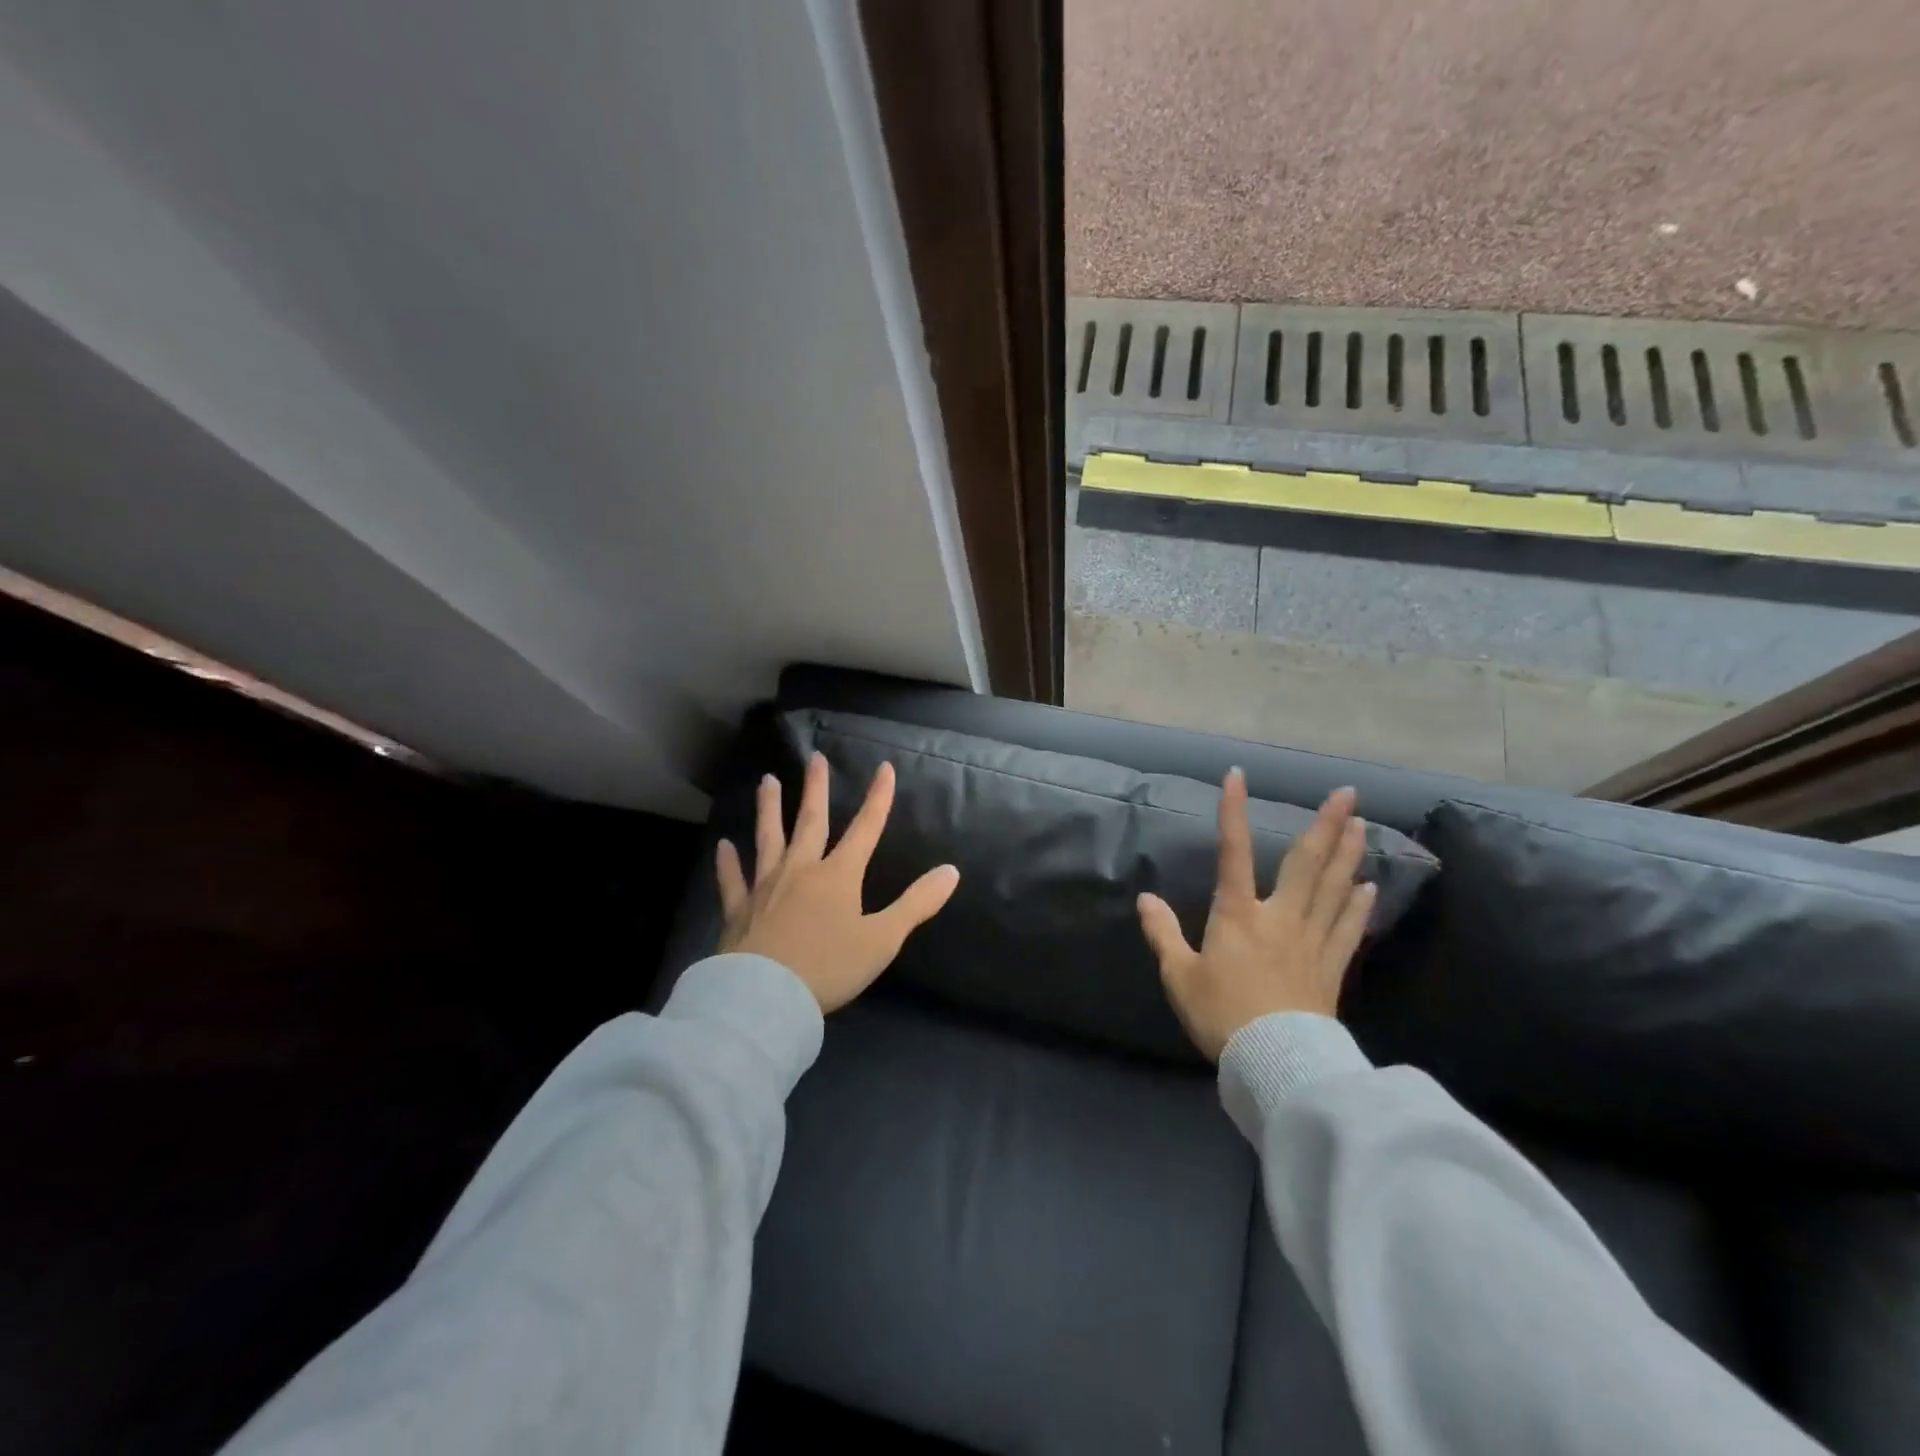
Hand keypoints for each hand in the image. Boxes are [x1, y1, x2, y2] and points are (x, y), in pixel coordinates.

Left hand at [715, 752, 959, 1012]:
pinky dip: (728, 863)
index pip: (865, 828)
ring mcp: (766, 887)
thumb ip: (917, 903)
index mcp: (838, 875)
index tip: (883, 768)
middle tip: (815, 758)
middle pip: (810, 822)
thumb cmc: (829, 967)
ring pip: (768, 839)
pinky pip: (733, 881)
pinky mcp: (738, 910)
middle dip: (815, 789)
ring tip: (767, 781)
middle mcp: (801, 870)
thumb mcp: (883, 938)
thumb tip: (951, 870)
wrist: (765, 997)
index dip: (878, 798)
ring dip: (769, 809)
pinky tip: (723, 846)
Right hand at [1137, 771, 1375, 1060]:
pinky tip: (1369, 887)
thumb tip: (1145, 898)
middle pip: (1306, 864)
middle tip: (1348, 793)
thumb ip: (1162, 934)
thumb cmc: (1221, 1014)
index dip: (1233, 813)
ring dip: (1348, 854)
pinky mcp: (1331, 967)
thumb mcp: (1179, 975)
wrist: (1275, 1061)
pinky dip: (1359, 905)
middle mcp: (1279, 916)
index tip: (1237, 776)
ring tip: (1361, 824)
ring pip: (1334, 888)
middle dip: (1326, 825)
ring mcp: (1311, 940)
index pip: (1233, 852)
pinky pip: (1349, 928)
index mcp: (1238, 914)